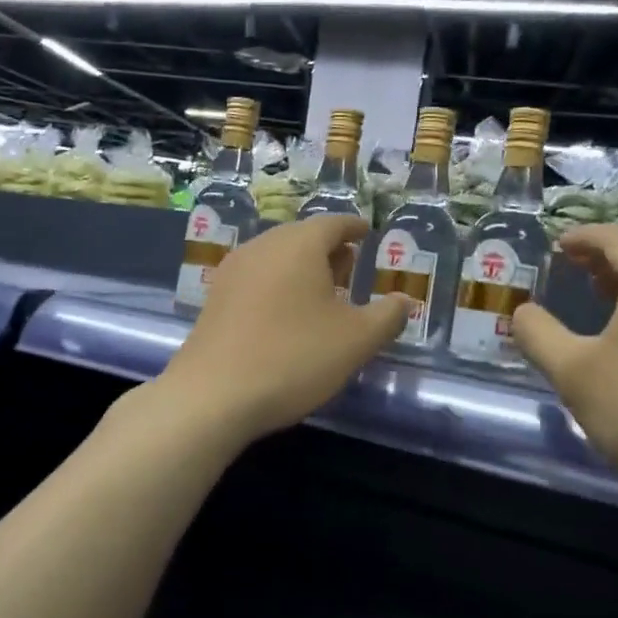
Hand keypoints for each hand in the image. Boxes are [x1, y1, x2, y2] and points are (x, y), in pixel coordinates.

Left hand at [161, 215, 407, 442]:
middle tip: (348, 267)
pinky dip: (278, 285)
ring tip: (321, 294)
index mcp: (299, 245)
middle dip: (328, 249)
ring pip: (276, 257)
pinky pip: (256, 278)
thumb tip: (404, 301)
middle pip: (301, 237)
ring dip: (302, 268)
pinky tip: (286, 315)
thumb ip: (387, 316)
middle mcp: (262, 247)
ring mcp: (233, 271)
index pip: (333, 222)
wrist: (213, 395)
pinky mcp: (215, 299)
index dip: (353, 228)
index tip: (366, 233)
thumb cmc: (293, 357)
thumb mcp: (356, 340)